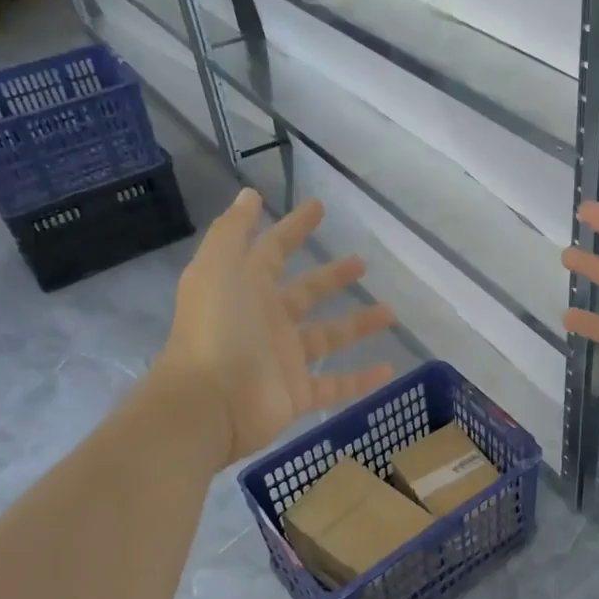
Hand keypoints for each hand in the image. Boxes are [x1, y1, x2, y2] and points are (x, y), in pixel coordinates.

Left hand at [159, 191, 397, 464]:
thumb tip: (249, 194)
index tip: (319, 207)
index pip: (274, 250)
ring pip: (328, 337)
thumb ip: (232, 231)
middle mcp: (266, 321)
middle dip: (332, 277)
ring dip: (358, 324)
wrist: (208, 404)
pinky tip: (389, 368)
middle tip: (362, 264)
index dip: (294, 228)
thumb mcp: (217, 269)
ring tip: (391, 312)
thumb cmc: (215, 330)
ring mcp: (283, 359)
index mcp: (246, 288)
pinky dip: (361, 379)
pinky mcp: (297, 394)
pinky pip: (336, 385)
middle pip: (306, 293)